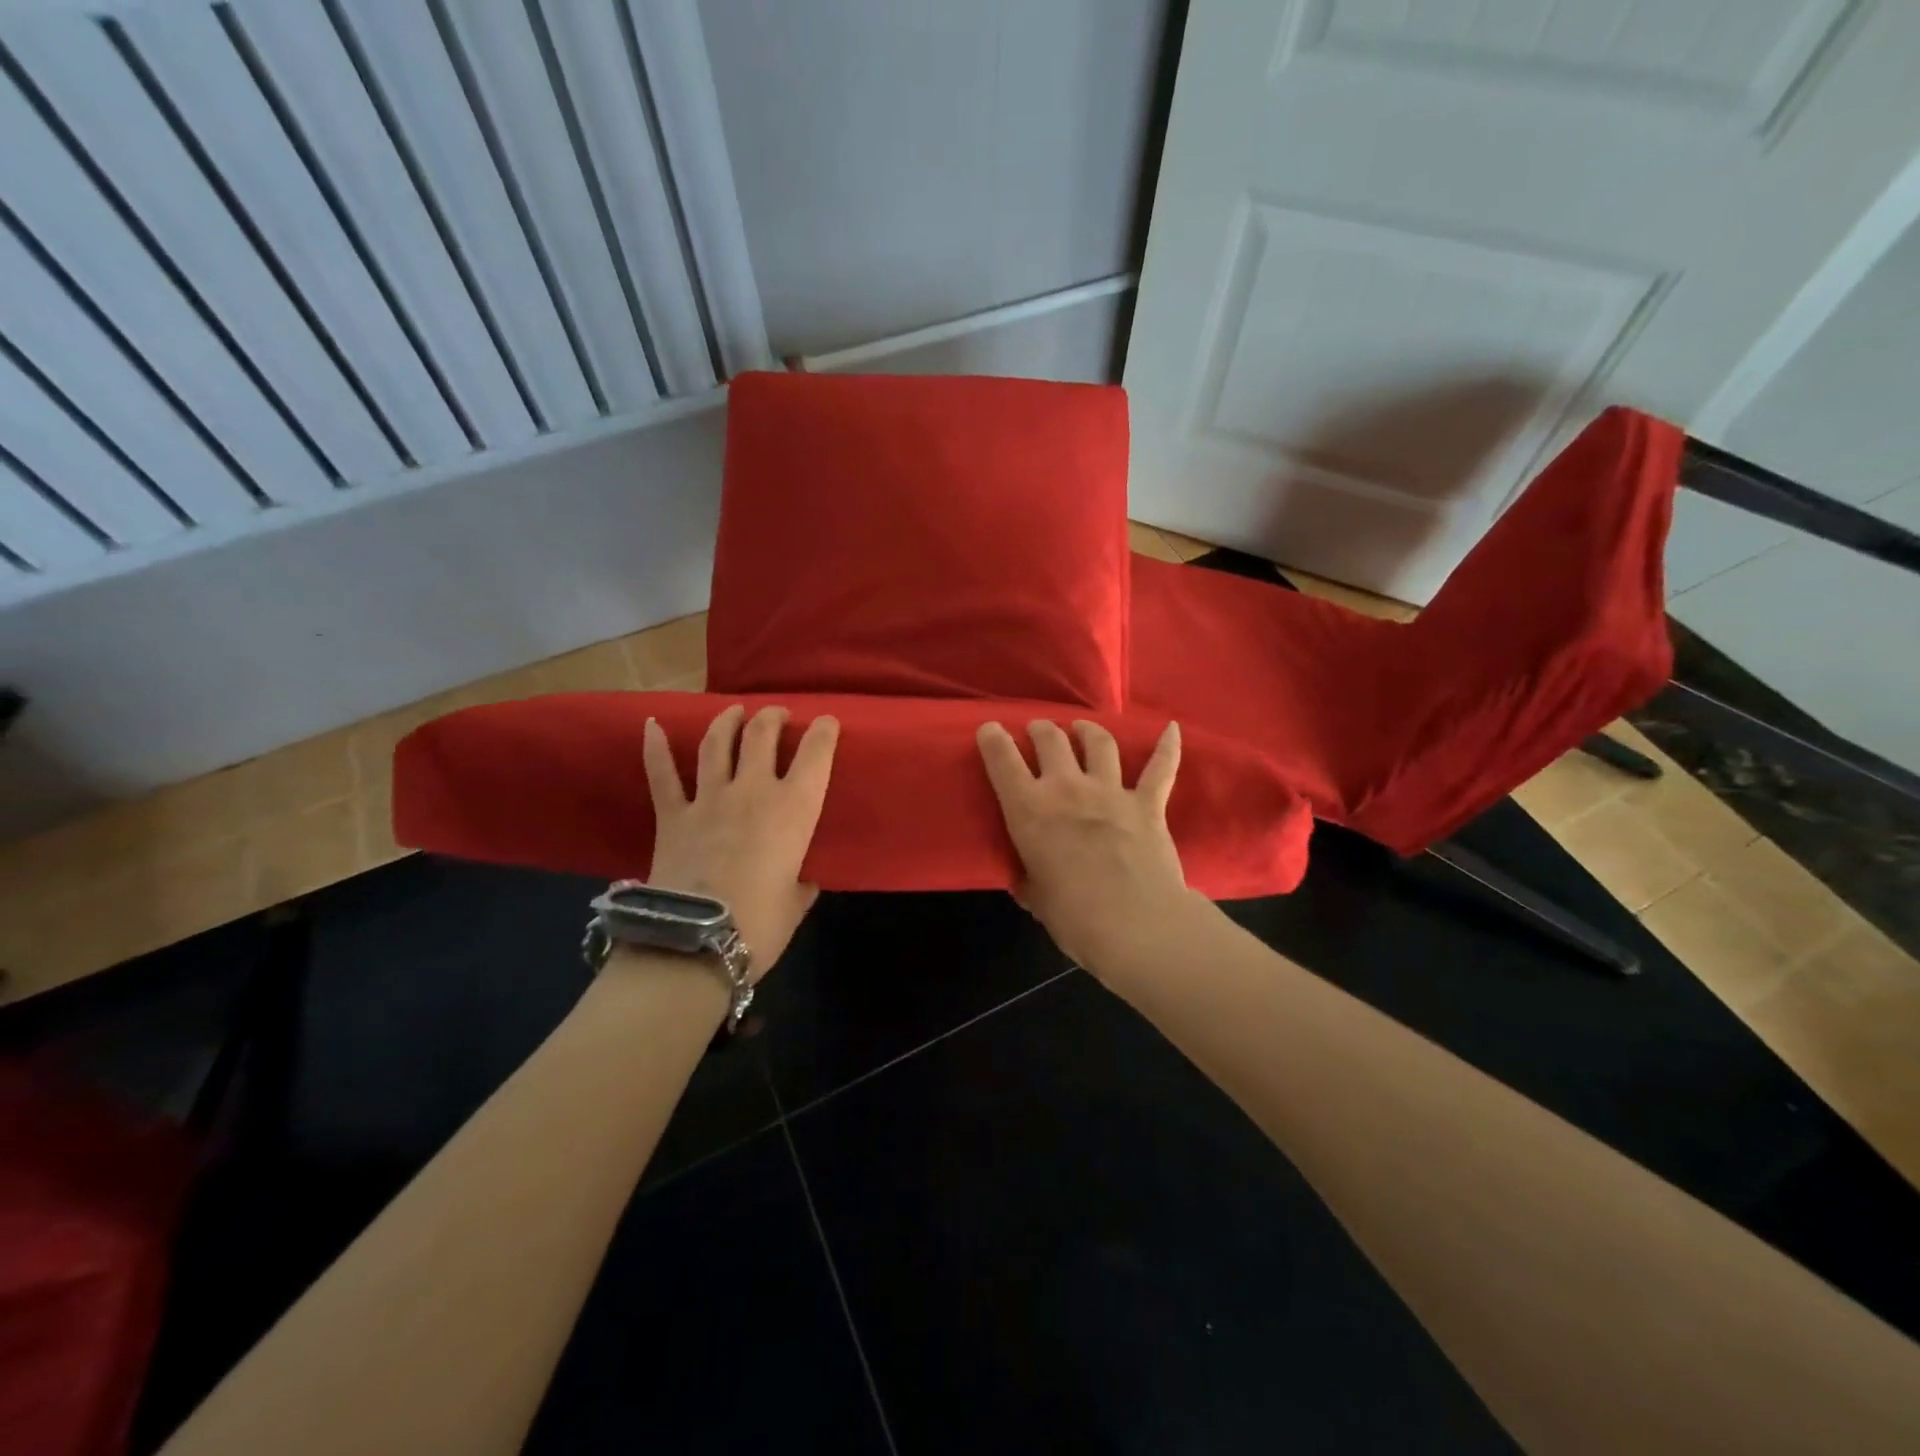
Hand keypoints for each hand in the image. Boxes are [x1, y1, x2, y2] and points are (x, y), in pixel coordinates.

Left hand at [643, 705, 839, 978]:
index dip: (823, 732)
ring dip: (728, 721)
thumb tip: (799, 882)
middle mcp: (753, 792)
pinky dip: (655, 748)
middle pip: (762, 736)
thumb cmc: (760, 926)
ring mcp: (709, 800)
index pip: (815, 755)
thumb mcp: (795, 904)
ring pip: (717, 744)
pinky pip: (662, 775)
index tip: (826, 722)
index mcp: (794, 810)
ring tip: (734, 711)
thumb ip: (800, 885)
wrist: (695, 944)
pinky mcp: (672, 816)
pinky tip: (652, 726)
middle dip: (773, 718)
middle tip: (777, 715)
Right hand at [976, 718, 1200, 971]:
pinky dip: (1167, 747)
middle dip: (1041, 730)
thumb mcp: (1036, 899)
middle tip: (1038, 731)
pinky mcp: (1148, 804)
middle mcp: (1067, 789)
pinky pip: (1161, 769)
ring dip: (1088, 730)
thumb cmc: (1074, 917)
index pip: (1003, 761)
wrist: (1135, 925)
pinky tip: (1172, 729)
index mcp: (1030, 810)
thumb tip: (1029, 880)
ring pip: (1099, 743)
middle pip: (1052, 740)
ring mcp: (1111, 792)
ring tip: (1082, 728)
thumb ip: (1030, 881)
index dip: (993, 739)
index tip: (990, 730)